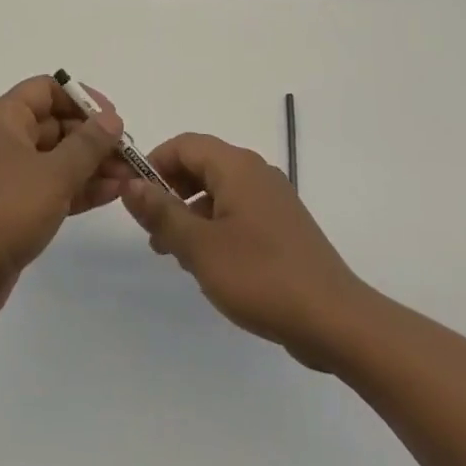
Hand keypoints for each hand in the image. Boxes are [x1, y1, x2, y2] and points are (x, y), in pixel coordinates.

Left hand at [0, 76, 129, 324]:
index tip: (113, 118)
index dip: (82, 98)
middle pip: (56, 124)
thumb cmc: (5, 210)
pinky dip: (80, 188)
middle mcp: (6, 139)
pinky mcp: (15, 207)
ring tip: (129, 177)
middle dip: (94, 137)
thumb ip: (88, 144)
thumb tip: (112, 118)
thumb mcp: (54, 173)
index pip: (47, 90)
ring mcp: (10, 175)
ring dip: (92, 165)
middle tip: (129, 154)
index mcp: (5, 118)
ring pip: (58, 158)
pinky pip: (53, 186)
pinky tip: (112, 194)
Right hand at [121, 133, 367, 368]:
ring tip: (174, 254)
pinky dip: (215, 227)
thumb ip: (162, 213)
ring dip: (191, 213)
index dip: (154, 163)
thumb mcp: (200, 247)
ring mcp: (274, 200)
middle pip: (202, 165)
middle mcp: (257, 173)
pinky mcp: (283, 226)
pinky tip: (209, 265)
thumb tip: (131, 184)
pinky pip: (239, 212)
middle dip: (171, 191)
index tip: (134, 196)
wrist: (335, 320)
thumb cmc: (261, 277)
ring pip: (220, 191)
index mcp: (238, 167)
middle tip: (151, 230)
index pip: (185, 144)